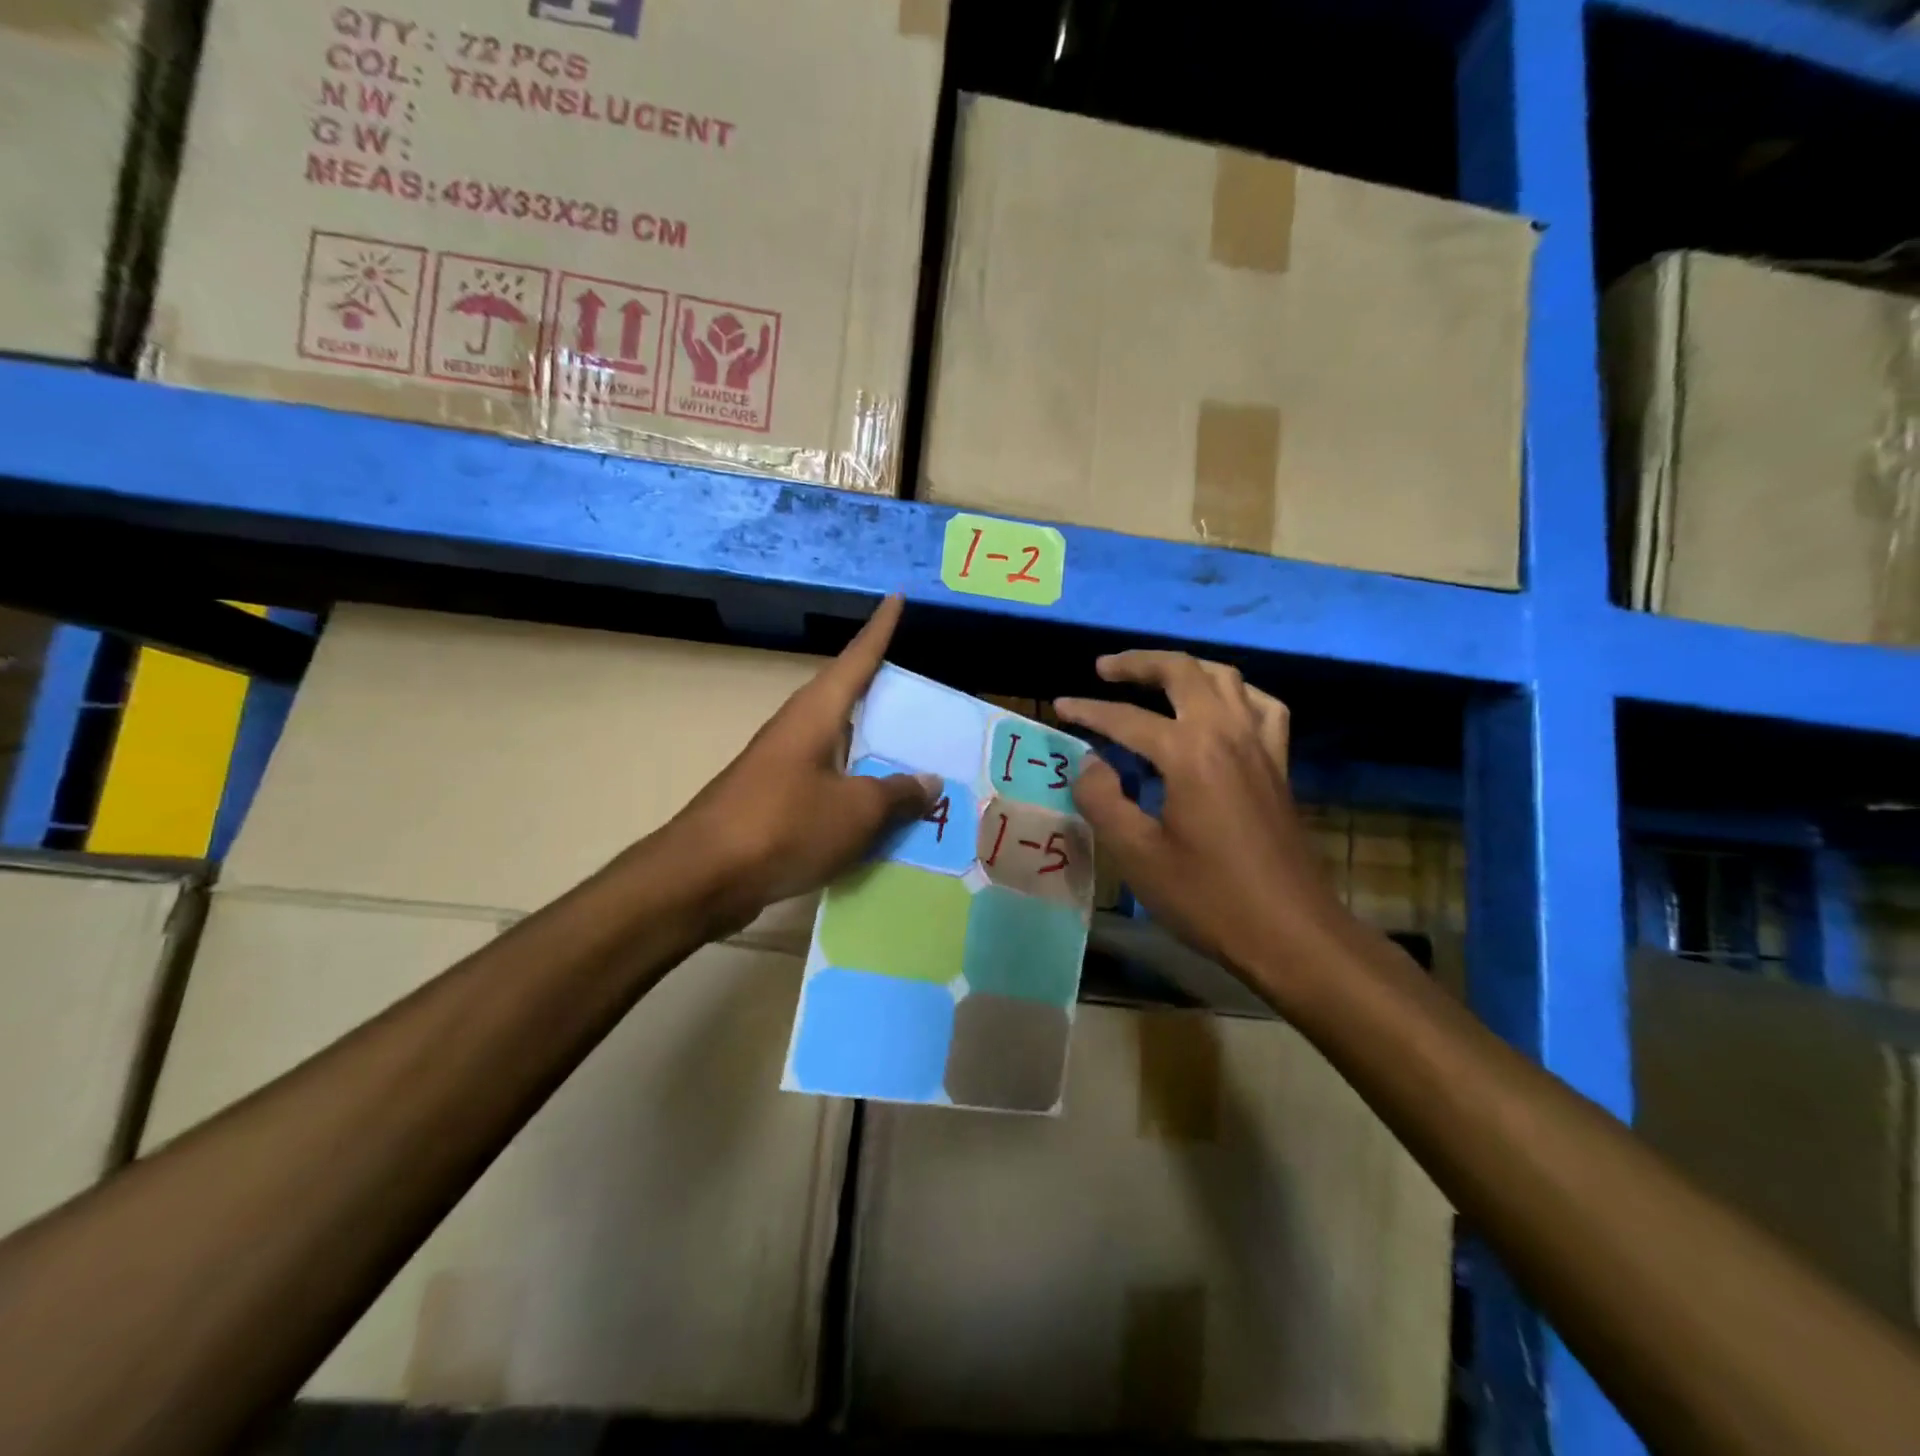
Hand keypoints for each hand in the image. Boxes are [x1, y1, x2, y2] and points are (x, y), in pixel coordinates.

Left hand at [663, 596, 936, 933]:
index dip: (880, 630)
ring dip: (872, 750)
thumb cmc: (785, 826)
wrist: (703, 877)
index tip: (896, 597)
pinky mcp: (773, 802)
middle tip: (924, 697)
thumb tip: (928, 782)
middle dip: (883, 696)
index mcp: (816, 714)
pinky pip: (827, 784)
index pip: (857, 659)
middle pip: (847, 701)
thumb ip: (896, 794)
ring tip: (913, 757)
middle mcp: (796, 730)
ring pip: (838, 747)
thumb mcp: (856, 811)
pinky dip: (855, 789)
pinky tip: (878, 811)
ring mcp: (781, 767)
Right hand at [1055, 653, 1352, 993]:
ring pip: (1225, 678)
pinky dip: (1235, 693)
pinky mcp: (1278, 765)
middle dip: (1138, 663)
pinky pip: (1261, 706)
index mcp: (1189, 752)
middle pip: (1183, 672)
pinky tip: (1220, 708)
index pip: (1126, 718)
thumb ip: (1103, 800)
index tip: (1059, 706)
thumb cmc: (1208, 897)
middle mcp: (1227, 733)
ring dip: (1185, 669)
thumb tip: (1090, 764)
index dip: (1088, 710)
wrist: (1290, 932)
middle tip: (1104, 669)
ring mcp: (1260, 745)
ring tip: (1155, 679)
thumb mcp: (1137, 855)